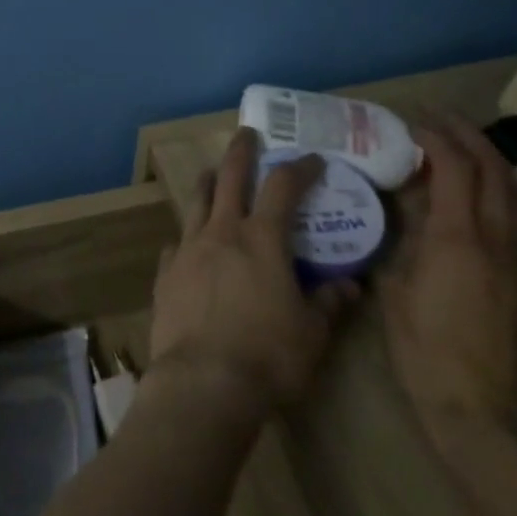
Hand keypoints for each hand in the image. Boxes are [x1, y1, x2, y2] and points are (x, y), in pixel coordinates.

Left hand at [149, 128, 359, 422]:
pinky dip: (187, 237)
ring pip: (196, 201)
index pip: (282, 187)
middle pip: (229, 177)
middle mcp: (221, 232)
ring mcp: (188, 249)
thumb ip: (329, 303)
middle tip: (247, 134)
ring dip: (207, 182)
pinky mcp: (166, 273)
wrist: (204, 382)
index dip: (299, 168)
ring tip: (210, 173)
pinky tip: (188, 244)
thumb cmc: (268, 356)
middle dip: (240, 151)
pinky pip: (176, 244)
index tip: (312, 159)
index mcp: (261, 239)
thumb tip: (350, 286)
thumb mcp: (312, 333)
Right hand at [379, 114, 516, 441]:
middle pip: (492, 168)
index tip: (409, 122)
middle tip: (435, 118)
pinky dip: (500, 184)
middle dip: (466, 134)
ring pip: (513, 188)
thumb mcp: (395, 286)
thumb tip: (404, 201)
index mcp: (457, 237)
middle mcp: (495, 237)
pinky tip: (480, 187)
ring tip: (459, 142)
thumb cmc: (424, 349)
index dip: (434, 136)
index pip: (454, 167)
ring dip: (489, 156)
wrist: (483, 411)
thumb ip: (402, 236)